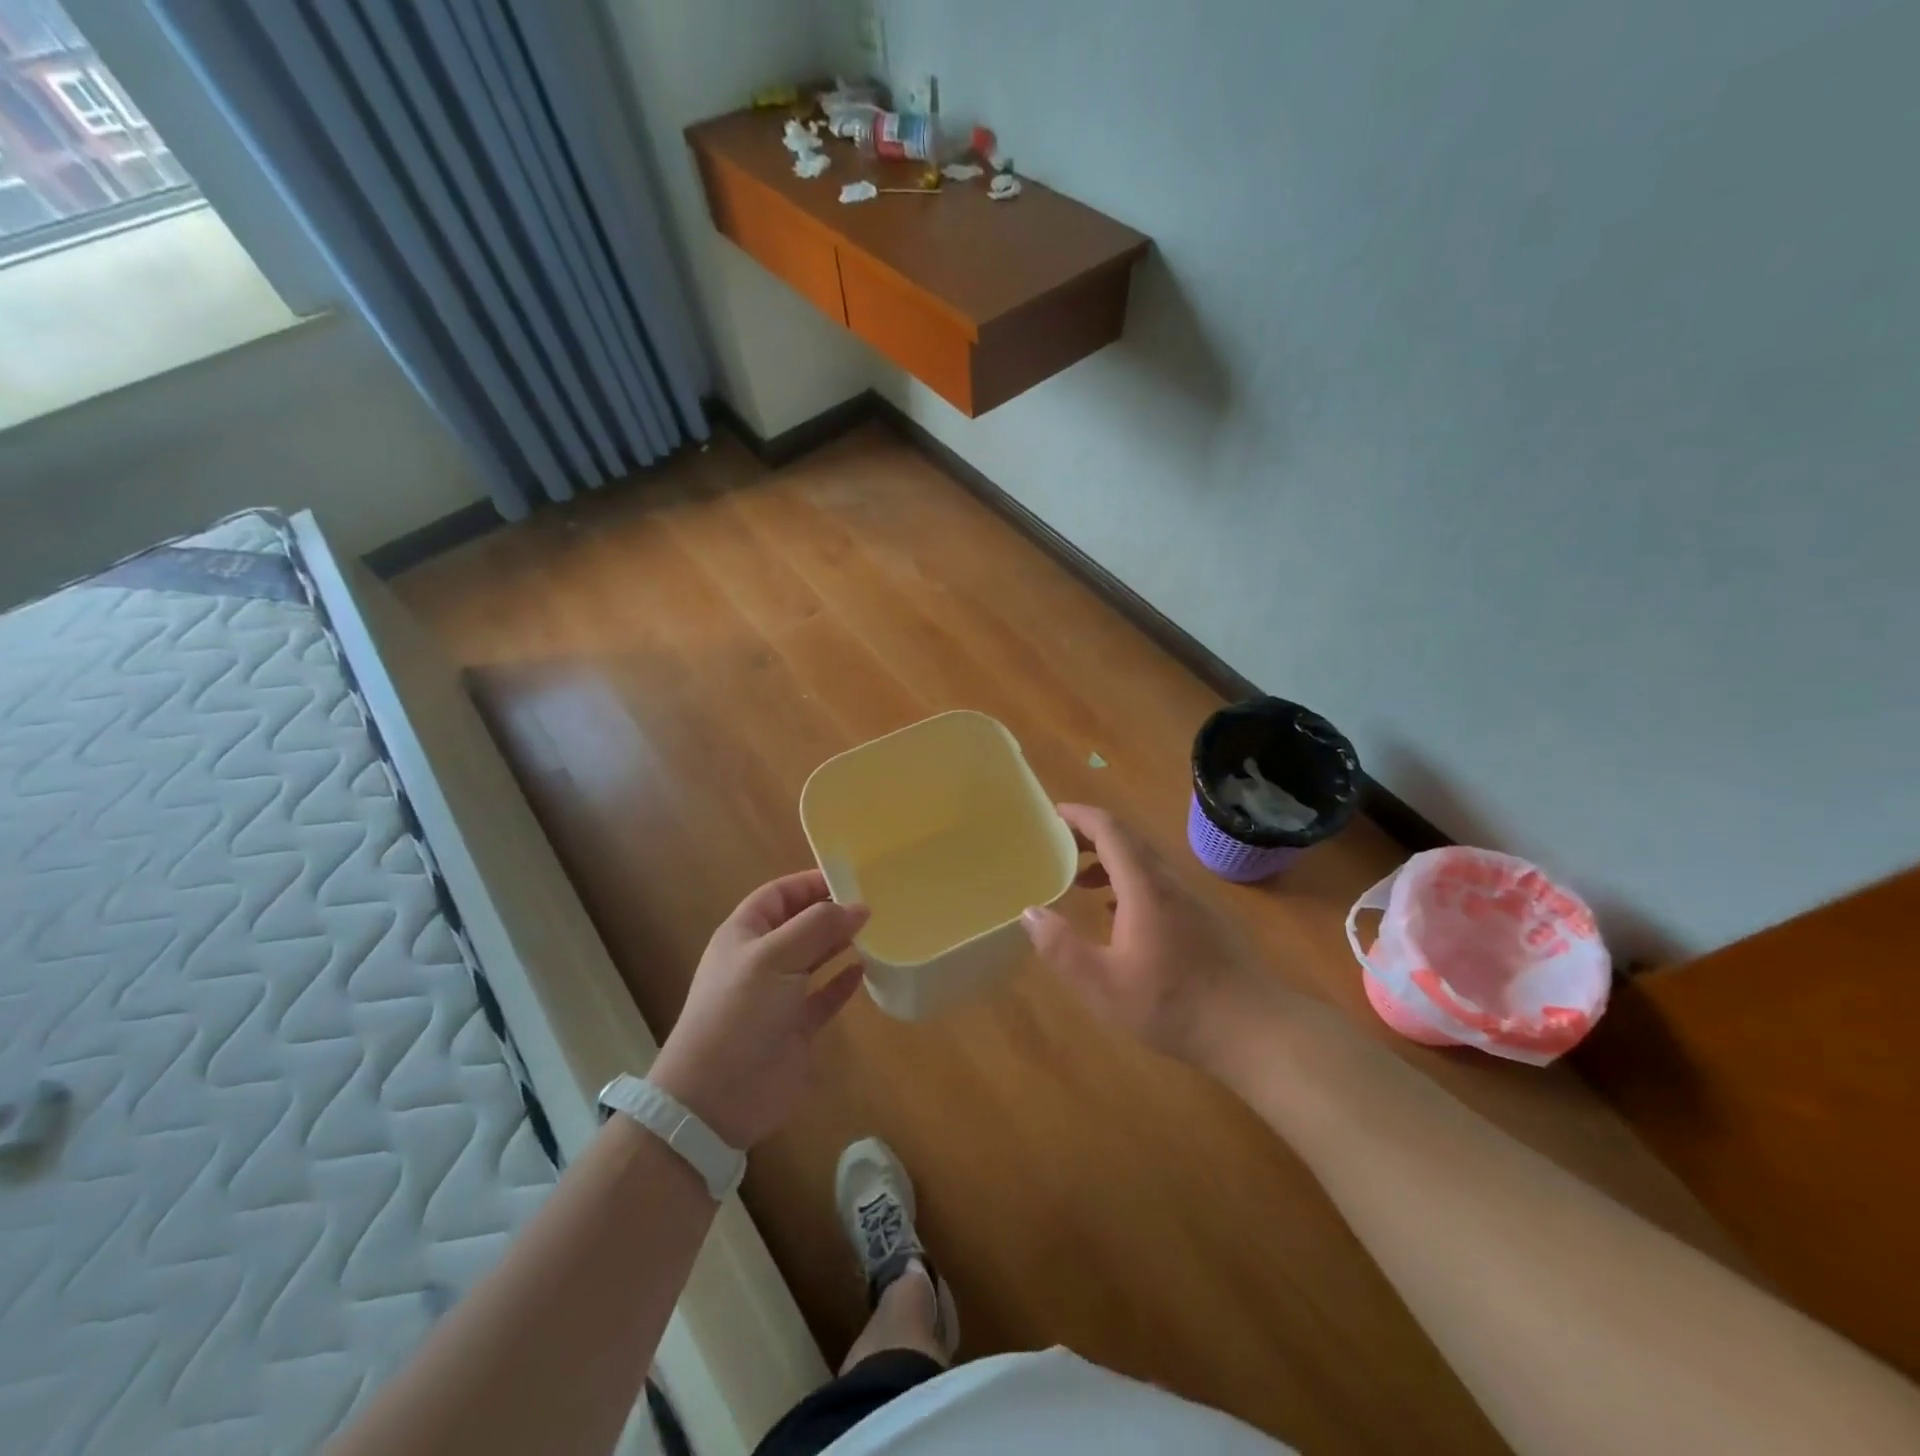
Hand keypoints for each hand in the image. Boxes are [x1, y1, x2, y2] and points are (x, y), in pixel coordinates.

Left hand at [650, 871, 867, 1148]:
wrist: (717, 1097)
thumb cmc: (740, 1011)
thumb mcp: (775, 957)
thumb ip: (818, 927)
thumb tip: (859, 906)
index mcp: (744, 935)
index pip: (777, 895)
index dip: (809, 884)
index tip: (849, 878)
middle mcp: (760, 961)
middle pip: (799, 925)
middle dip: (830, 913)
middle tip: (872, 903)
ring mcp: (778, 997)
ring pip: (814, 959)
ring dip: (840, 944)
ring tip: (875, 930)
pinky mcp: (796, 1028)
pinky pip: (824, 996)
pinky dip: (843, 982)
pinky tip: (865, 969)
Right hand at [1021, 804, 1276, 1072]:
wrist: (1254, 1028)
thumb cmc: (1173, 1005)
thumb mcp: (1103, 985)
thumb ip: (1062, 948)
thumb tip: (1030, 912)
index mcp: (1144, 888)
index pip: (1111, 831)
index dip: (1080, 816)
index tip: (1053, 813)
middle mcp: (1168, 882)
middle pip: (1128, 840)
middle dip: (1091, 835)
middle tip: (1058, 844)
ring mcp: (1190, 900)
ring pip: (1144, 862)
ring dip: (1109, 860)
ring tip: (1079, 881)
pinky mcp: (1202, 919)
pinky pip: (1157, 883)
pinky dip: (1128, 882)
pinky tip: (1117, 914)